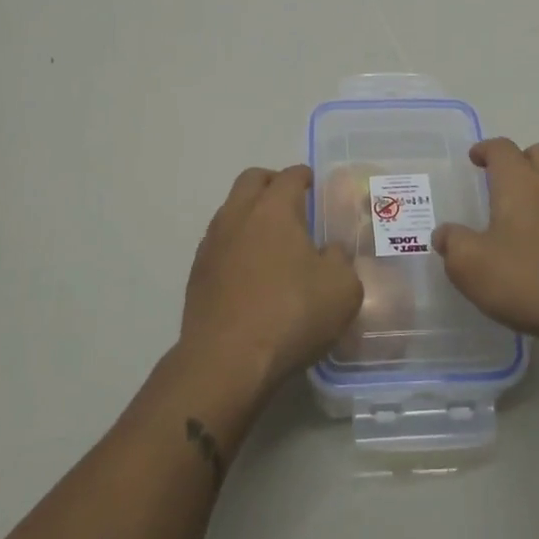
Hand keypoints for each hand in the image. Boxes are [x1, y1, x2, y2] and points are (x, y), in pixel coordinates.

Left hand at [180, 166, 363, 393]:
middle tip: (290, 201)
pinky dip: (235, 244)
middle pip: (252, 180)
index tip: (313, 184)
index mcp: (274, 208)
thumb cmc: (291, 315)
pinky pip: (218, 243)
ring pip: (230, 210)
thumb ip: (340, 261)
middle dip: (271, 183)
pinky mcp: (197, 273)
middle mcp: (238, 215)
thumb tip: (329, 252)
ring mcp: (212, 243)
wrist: (226, 362)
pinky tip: (249, 271)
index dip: (304, 176)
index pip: (290, 176)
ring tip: (271, 239)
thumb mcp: (342, 289)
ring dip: (250, 213)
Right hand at [432, 139, 538, 350]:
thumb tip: (444, 235)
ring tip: (522, 216)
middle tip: (501, 181)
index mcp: (519, 182)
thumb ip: (453, 244)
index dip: (486, 149)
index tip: (475, 158)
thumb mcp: (472, 266)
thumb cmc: (528, 278)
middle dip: (519, 160)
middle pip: (538, 154)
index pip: (502, 148)